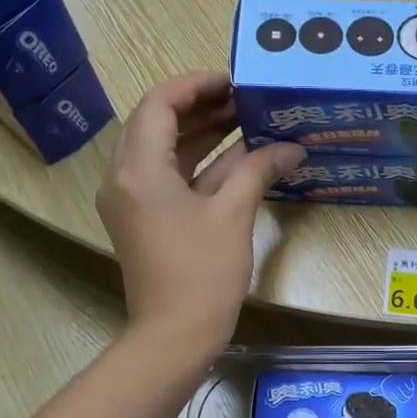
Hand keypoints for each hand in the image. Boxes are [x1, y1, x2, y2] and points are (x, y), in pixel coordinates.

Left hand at [96, 73, 303, 359]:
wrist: (175, 335)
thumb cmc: (202, 273)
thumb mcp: (232, 214)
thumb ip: (258, 170)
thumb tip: (292, 147)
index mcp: (138, 168)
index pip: (160, 103)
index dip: (196, 85)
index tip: (234, 81)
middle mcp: (124, 177)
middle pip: (159, 124)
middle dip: (203, 109)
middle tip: (246, 100)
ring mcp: (132, 201)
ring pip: (165, 152)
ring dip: (203, 136)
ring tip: (246, 121)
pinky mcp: (144, 221)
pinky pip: (169, 179)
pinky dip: (200, 166)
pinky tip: (237, 159)